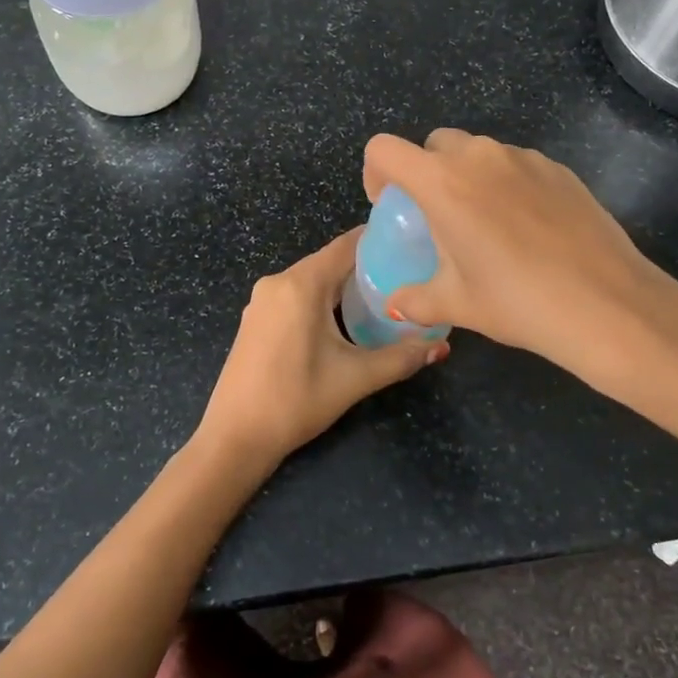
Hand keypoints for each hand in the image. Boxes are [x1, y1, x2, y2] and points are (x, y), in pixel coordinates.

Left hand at [196, 228, 445, 469]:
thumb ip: (401, 358)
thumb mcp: (355, 378)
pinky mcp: (255, 318)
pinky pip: (295, 295)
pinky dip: (321, 299)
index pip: (346, 246)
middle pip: (329, 262)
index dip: (378, 241)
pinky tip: (344, 318)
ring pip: (312, 280)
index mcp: (301, 285)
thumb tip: (442, 347)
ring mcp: (262, 300)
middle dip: (366, 266)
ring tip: (382, 296)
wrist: (235, 436)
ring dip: (343, 285)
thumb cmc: (296, 401)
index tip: (410, 243)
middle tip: (405, 275)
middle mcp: (278, 282)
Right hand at [362, 130, 677, 385]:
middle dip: (425, 172)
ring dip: (467, 176)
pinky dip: (505, 184)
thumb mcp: (457, 304)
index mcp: (443, 182)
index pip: (385, 149)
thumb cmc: (518, 302)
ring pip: (478, 152)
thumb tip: (395, 304)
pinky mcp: (558, 168)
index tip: (391, 208)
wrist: (607, 304)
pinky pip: (516, 165)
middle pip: (434, 143)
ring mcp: (524, 158)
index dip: (376, 173)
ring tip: (485, 226)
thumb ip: (414, 299)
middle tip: (437, 218)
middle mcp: (480, 156)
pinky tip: (527, 229)